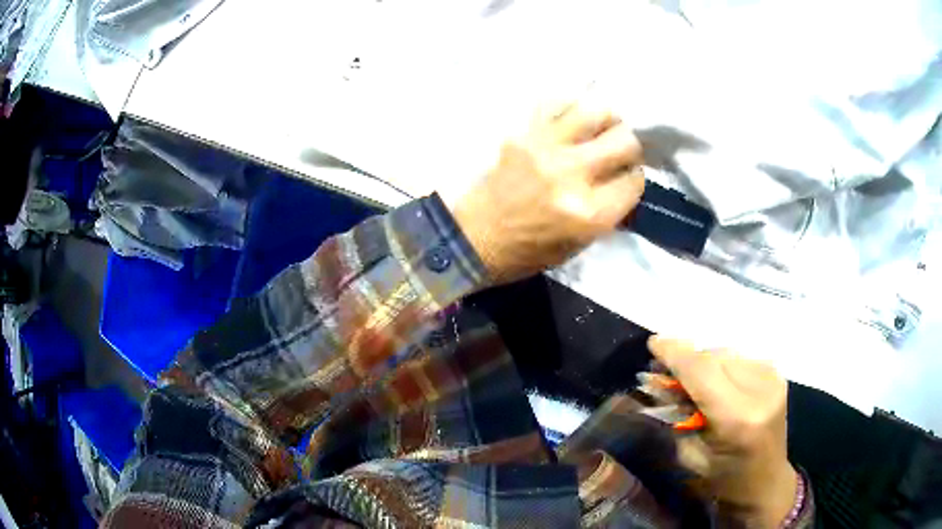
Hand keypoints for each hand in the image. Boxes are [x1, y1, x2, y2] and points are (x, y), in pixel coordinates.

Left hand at [451, 101, 643, 283]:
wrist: (472, 238)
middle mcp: (573, 175)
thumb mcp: (578, 245)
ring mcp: (546, 149)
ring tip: (599, 128)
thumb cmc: (526, 252)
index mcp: (590, 213)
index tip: (626, 177)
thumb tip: (623, 182)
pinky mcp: (522, 134)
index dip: (634, 178)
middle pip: (625, 141)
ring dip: (604, 119)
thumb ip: (607, 212)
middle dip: (628, 147)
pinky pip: (556, 105)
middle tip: (618, 151)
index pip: (635, 180)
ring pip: (594, 112)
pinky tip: (569, 121)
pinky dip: (569, 109)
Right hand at [648, 336, 798, 527]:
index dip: (675, 353)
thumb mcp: (690, 455)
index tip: (653, 343)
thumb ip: (676, 415)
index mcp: (738, 418)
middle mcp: (760, 390)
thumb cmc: (723, 480)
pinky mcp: (777, 374)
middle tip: (667, 373)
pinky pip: (740, 358)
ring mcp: (773, 379)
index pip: (702, 370)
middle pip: (714, 356)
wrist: (765, 482)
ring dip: (705, 363)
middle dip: (688, 360)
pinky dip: (722, 366)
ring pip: (727, 353)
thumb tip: (657, 382)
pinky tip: (718, 384)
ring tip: (694, 383)